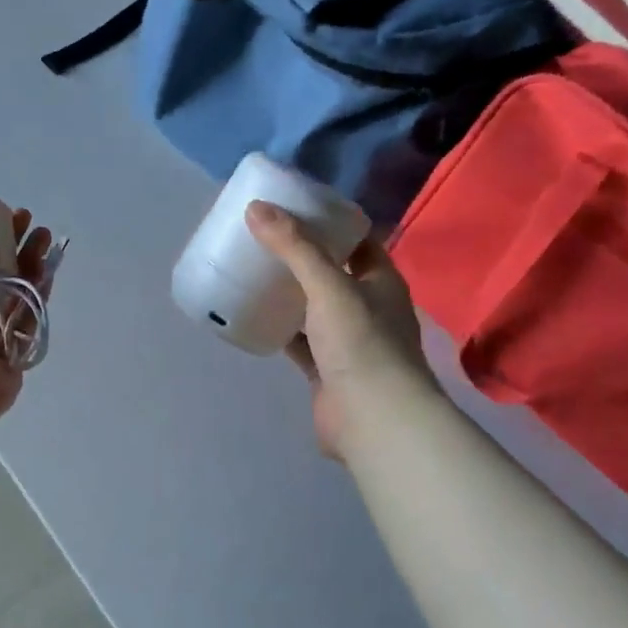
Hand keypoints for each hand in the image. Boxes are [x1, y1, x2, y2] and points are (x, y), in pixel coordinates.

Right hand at [246, 201, 432, 460]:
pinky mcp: (324, 368)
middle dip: (298, 255)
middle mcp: (366, 307)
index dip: (328, 221)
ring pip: (310, 307)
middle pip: (329, 271)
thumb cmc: (362, 344)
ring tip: (247, 268)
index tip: (291, 206)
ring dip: (285, 291)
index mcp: (380, 281)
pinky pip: (296, 340)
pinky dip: (276, 327)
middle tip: (259, 236)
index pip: (356, 239)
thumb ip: (294, 247)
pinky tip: (248, 314)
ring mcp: (345, 340)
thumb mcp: (329, 286)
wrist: (374, 420)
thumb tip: (256, 207)